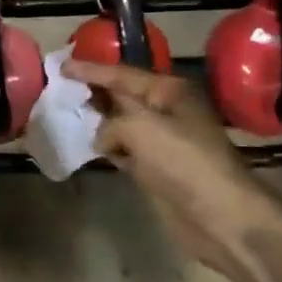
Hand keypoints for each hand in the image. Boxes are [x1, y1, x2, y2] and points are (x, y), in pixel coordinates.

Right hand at [63, 60, 281, 273]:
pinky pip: (125, 150)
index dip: (91, 70)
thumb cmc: (184, 161)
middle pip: (122, 95)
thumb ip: (112, 122)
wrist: (221, 215)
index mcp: (169, 91)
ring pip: (122, 124)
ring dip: (97, 120)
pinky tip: (87, 147)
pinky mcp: (157, 169)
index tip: (60, 66)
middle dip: (93, 92)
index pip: (122, 74)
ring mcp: (162, 141)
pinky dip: (107, 148)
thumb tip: (102, 138)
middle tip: (60, 88)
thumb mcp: (142, 128)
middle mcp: (166, 110)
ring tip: (66, 114)